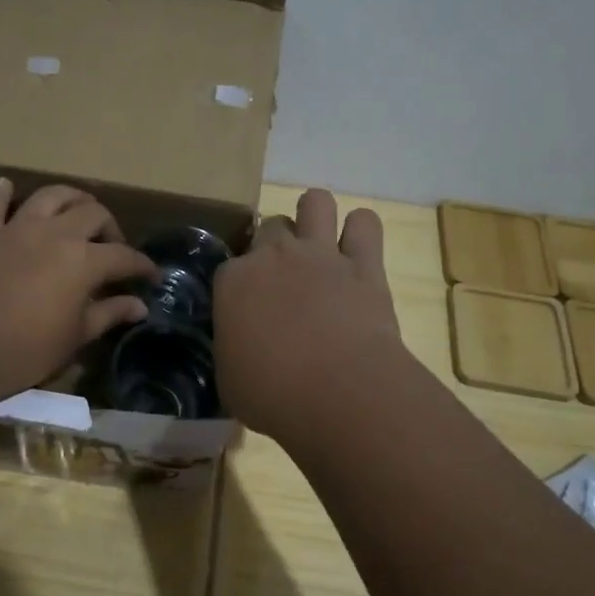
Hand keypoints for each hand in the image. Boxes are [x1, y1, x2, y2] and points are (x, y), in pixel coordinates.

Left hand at [0, 180, 156, 409]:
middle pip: (92, 214)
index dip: (142, 265)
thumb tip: (139, 305)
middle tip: (112, 248)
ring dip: (70, 198)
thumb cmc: (22, 351)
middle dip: (110, 227)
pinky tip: (6, 185)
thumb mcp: (72, 338)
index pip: (123, 256)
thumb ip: (107, 314)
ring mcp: (16, 229)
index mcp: (83, 261)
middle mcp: (55, 234)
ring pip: (50, 196)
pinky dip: (2, 193)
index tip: (150, 276)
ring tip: (78, 211)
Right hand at [212, 189, 402, 438]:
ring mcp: (320, 254)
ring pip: (315, 201)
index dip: (240, 285)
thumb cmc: (272, 394)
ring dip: (316, 216)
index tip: (248, 308)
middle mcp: (273, 255)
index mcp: (233, 282)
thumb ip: (232, 348)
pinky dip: (361, 231)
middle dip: (275, 247)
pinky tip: (358, 250)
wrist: (338, 392)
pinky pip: (365, 222)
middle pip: (270, 227)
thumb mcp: (229, 378)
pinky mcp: (364, 264)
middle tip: (285, 280)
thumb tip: (239, 347)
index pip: (229, 267)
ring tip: (319, 243)